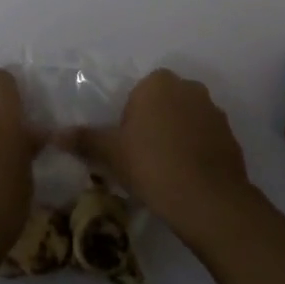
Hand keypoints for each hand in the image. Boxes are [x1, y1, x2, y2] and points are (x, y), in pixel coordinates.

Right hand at [56, 69, 253, 239]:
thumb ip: (84, 139)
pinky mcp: (231, 136)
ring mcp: (214, 111)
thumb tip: (54, 134)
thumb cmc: (152, 165)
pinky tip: (187, 177)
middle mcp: (189, 88)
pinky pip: (205, 138)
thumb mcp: (111, 153)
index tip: (126, 145)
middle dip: (154, 123)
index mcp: (158, 82)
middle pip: (163, 103)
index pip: (138, 92)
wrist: (209, 201)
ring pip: (186, 120)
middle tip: (142, 157)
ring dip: (177, 136)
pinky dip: (196, 152)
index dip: (130, 118)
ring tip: (166, 170)